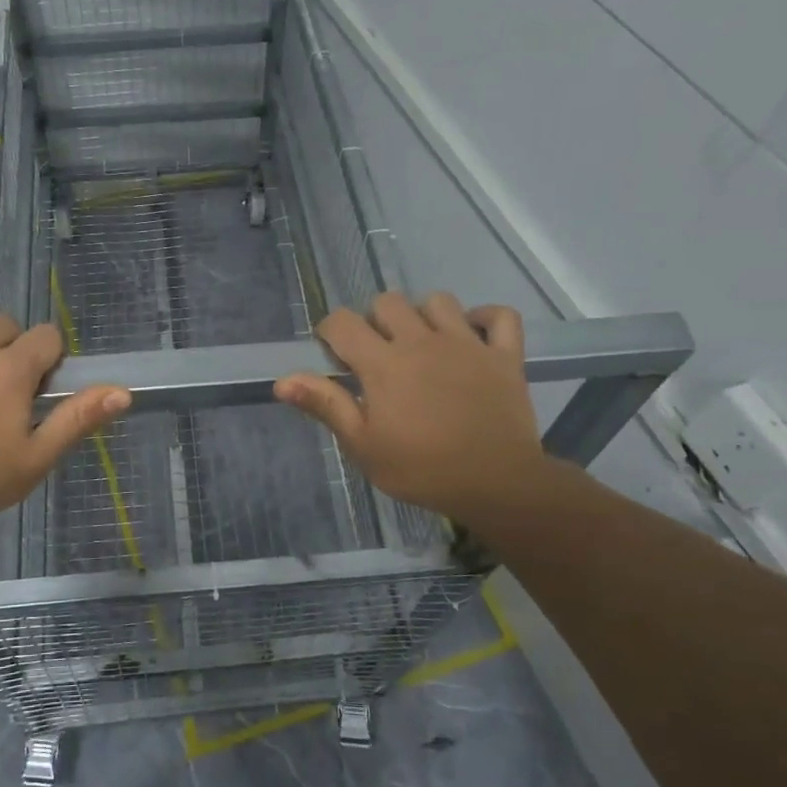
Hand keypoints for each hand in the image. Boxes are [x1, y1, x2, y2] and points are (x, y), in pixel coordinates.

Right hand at [273, 292, 553, 528]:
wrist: (496, 485)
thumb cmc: (421, 469)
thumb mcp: (363, 445)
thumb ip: (325, 405)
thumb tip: (282, 381)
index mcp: (383, 363)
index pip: (342, 322)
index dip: (331, 332)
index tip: (336, 357)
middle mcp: (422, 341)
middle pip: (388, 302)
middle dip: (374, 321)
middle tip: (379, 355)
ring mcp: (467, 344)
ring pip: (438, 301)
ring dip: (424, 316)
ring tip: (423, 345)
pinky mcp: (504, 355)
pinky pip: (500, 316)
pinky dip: (486, 319)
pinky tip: (474, 336)